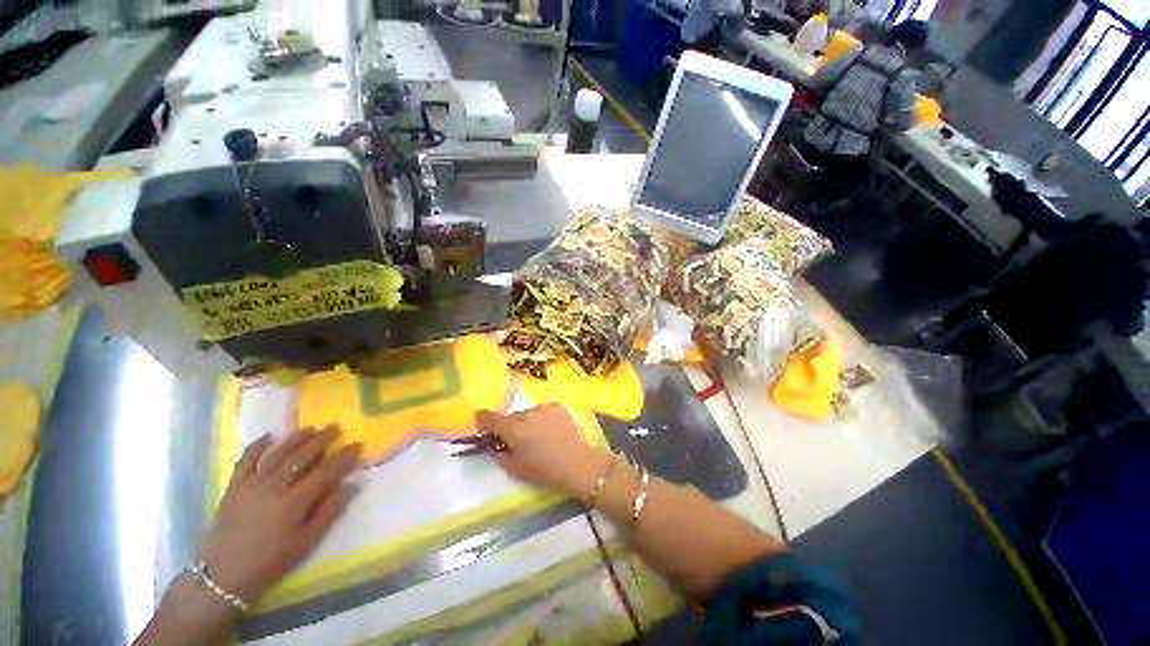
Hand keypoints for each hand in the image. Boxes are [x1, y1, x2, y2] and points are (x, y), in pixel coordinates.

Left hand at [196, 426, 362, 603]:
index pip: (325, 471)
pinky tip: (269, 437)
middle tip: (336, 428)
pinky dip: (257, 446)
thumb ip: (330, 512)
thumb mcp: (306, 543)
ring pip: (277, 454)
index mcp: (294, 502)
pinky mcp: (233, 487)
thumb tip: (352, 485)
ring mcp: (251, 485)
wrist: (223, 576)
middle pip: (301, 456)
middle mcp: (274, 487)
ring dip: (295, 438)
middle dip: (321, 440)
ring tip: (311, 428)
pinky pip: (246, 461)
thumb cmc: (270, 561)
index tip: (358, 445)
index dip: (343, 456)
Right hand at [476, 406, 611, 501]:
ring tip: (537, 437)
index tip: (481, 422)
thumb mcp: (515, 469)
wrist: (577, 463)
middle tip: (516, 439)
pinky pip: (543, 411)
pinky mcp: (557, 407)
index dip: (483, 419)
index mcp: (513, 429)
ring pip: (528, 413)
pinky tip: (550, 431)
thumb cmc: (544, 471)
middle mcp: (526, 413)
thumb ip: (499, 454)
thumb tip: (492, 445)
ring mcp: (544, 408)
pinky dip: (542, 419)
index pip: (491, 418)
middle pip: (511, 416)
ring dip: (527, 421)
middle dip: (510, 426)